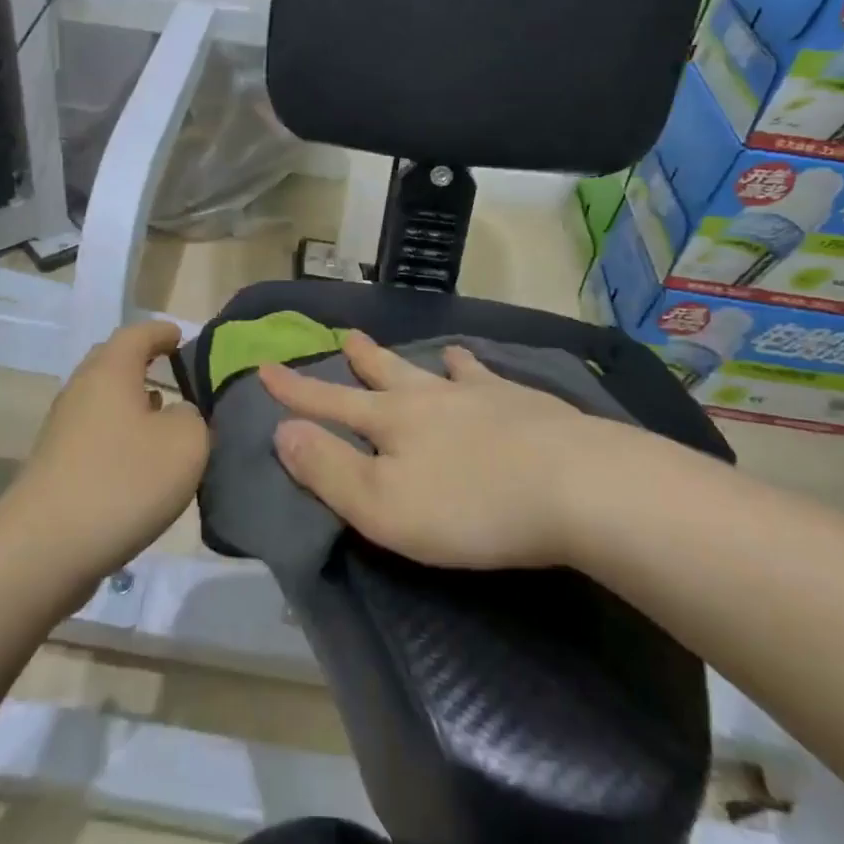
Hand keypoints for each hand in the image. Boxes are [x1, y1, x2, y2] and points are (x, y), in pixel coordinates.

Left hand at [3, 321, 207, 580]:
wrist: (44, 549)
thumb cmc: (122, 481)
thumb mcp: (185, 443)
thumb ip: (193, 418)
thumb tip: (179, 416)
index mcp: (110, 371)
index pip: (137, 334)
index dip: (162, 332)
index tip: (182, 337)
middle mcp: (81, 390)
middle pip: (112, 362)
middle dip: (143, 363)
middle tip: (174, 372)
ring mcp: (63, 429)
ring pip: (103, 401)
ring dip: (133, 403)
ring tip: (164, 416)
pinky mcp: (56, 465)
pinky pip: (96, 433)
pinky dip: (120, 435)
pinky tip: (140, 460)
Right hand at [258, 331, 667, 569]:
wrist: (577, 486)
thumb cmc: (471, 506)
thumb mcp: (383, 505)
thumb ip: (329, 469)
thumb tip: (281, 431)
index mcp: (393, 421)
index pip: (331, 401)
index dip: (296, 389)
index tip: (266, 367)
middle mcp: (432, 397)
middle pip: (387, 374)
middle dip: (361, 360)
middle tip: (345, 336)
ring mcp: (483, 396)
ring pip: (439, 370)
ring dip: (420, 360)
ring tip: (423, 350)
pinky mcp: (529, 406)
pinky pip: (491, 378)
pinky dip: (477, 370)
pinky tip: (482, 368)